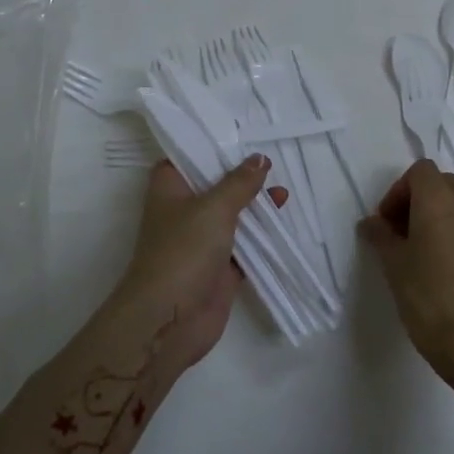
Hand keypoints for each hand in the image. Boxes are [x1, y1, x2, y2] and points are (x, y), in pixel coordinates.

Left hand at [105, 155, 271, 370]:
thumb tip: (260, 159)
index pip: (185, 157)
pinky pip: (243, 245)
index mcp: (169, 189)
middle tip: (271, 162)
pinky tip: (283, 222)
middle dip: (241, 176)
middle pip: (213, 185)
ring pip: (231, 215)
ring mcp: (200, 241)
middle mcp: (182, 211)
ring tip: (284, 192)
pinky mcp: (218, 267)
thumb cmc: (184, 250)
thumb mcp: (214, 207)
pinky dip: (261, 235)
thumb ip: (239, 183)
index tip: (239, 135)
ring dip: (255, 205)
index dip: (208, 146)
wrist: (170, 319)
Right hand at [359, 160, 453, 404]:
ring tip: (433, 257)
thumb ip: (381, 236)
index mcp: (440, 202)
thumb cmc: (427, 299)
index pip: (421, 171)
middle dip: (424, 202)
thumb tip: (371, 223)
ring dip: (448, 222)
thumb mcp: (393, 266)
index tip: (389, 221)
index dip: (400, 190)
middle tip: (406, 234)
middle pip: (446, 185)